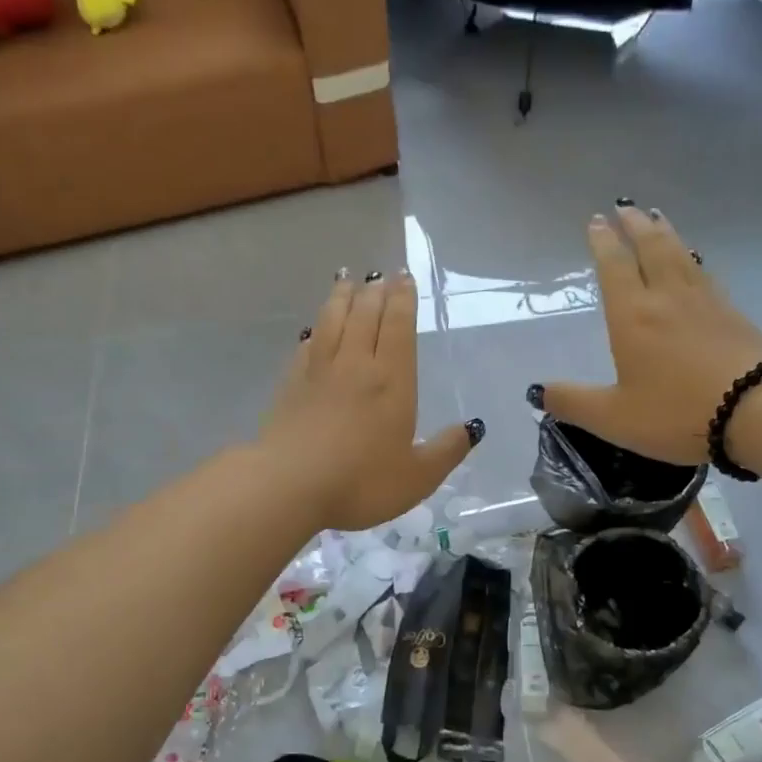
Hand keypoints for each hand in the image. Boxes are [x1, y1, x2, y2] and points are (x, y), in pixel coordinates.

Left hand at [261, 270, 480, 530]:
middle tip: (380, 274)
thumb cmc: (361, 483)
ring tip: (346, 280)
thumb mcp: (417, 477)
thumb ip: (446, 451)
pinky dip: (314, 330)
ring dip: (341, 297)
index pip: (398, 327)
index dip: (403, 300)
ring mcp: (318, 372)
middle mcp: (355, 365)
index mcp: (392, 381)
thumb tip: (472, 428)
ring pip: (332, 321)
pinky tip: (313, 328)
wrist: (288, 486)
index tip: (403, 278)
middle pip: (365, 315)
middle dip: (375, 290)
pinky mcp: (290, 386)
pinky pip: (305, 346)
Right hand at [538, 205, 761, 464]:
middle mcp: (667, 298)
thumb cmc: (677, 412)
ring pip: (681, 254)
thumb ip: (572, 403)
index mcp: (632, 316)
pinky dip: (693, 257)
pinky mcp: (733, 314)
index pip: (614, 266)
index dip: (603, 242)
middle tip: (625, 206)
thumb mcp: (613, 417)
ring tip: (657, 218)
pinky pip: (705, 273)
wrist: (758, 410)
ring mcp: (705, 302)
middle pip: (650, 248)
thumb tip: (537, 391)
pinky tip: (695, 262)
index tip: (596, 221)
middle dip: (634, 225)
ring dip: (665, 233)